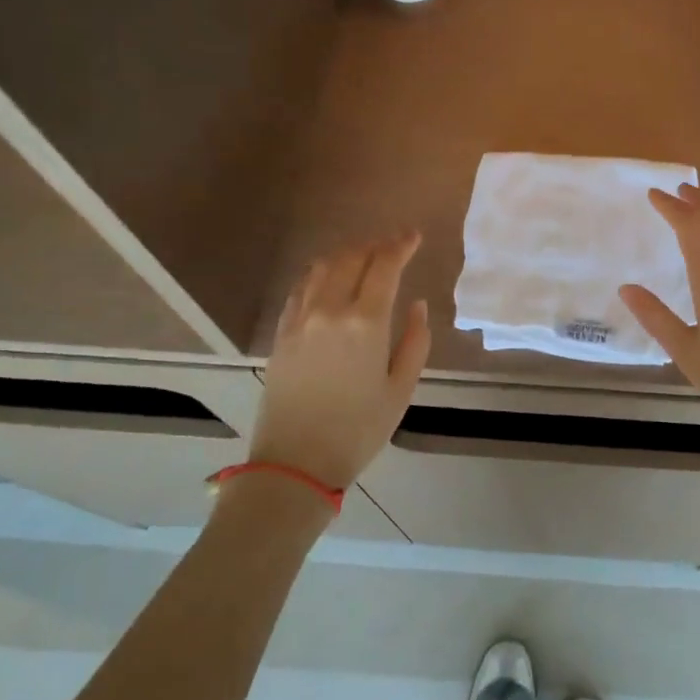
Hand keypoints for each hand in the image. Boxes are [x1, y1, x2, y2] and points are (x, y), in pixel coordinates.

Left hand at [252, 233, 430, 489]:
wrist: (295, 463)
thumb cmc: (358, 431)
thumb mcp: (400, 390)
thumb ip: (414, 342)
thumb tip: (417, 306)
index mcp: (365, 323)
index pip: (384, 267)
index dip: (401, 246)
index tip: (414, 236)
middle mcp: (329, 310)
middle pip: (352, 259)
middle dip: (375, 245)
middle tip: (393, 245)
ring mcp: (300, 320)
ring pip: (322, 268)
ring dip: (346, 254)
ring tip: (363, 256)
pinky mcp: (282, 334)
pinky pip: (301, 289)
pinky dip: (320, 274)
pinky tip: (329, 279)